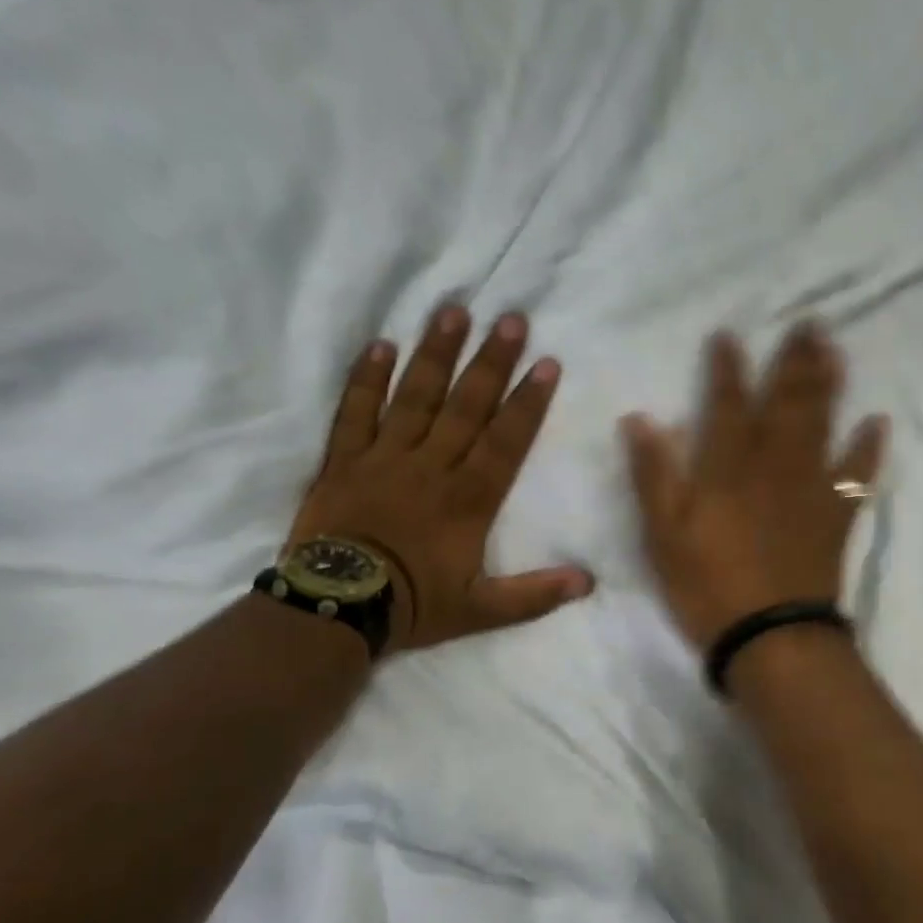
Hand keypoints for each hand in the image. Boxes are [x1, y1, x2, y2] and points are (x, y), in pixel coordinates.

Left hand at [288, 307, 592, 651]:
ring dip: (436, 354)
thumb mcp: (481, 611)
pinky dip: (367, 378)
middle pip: (466, 406)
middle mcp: (432, 466)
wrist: (334, 609)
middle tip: (510, 319)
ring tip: (453, 312)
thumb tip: (588, 582)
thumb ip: (534, 595)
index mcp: (469, 499)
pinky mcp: (344, 460)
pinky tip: (380, 344)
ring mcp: (385, 457)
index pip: (506, 440)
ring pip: (415, 396)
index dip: (528, 401)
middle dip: (491, 361)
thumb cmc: (412, 605)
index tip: (547, 363)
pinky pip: (355, 411)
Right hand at [621, 323, 887, 652]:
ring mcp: (810, 489)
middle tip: (809, 323)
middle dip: (795, 360)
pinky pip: (857, 475)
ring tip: (834, 350)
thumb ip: (653, 474)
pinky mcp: (835, 516)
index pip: (727, 404)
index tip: (729, 335)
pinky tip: (876, 421)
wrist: (770, 637)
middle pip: (787, 403)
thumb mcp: (662, 534)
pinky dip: (868, 448)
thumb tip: (640, 418)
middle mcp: (773, 466)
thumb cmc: (707, 586)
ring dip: (829, 385)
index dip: (727, 368)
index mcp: (728, 468)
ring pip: (823, 425)